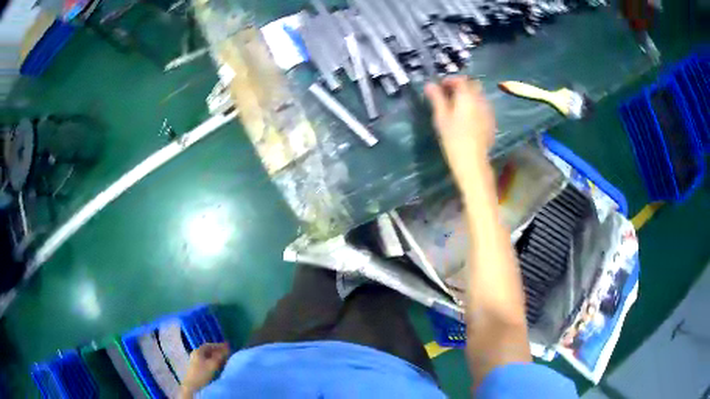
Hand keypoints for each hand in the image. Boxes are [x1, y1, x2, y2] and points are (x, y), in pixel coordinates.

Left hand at [180, 343, 230, 397]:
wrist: (192, 385)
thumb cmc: (202, 373)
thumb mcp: (213, 364)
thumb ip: (220, 356)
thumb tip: (227, 349)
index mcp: (198, 351)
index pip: (210, 345)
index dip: (219, 346)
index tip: (228, 347)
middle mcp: (196, 354)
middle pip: (208, 351)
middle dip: (218, 352)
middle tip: (227, 354)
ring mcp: (195, 361)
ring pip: (208, 357)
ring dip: (216, 358)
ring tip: (224, 361)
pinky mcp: (197, 368)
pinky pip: (206, 362)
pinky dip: (213, 363)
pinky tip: (218, 367)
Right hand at [425, 76, 495, 178]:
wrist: (472, 160)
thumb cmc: (453, 138)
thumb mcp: (441, 117)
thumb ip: (436, 98)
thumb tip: (429, 84)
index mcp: (467, 96)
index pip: (460, 79)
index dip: (450, 80)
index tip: (441, 87)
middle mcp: (480, 100)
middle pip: (472, 85)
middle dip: (461, 87)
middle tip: (449, 95)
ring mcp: (488, 111)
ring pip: (479, 96)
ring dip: (469, 96)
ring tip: (458, 107)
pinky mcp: (491, 122)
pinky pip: (483, 108)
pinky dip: (475, 107)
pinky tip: (468, 118)